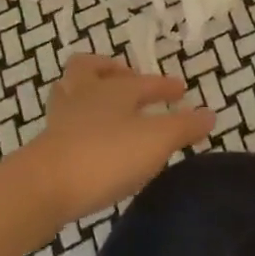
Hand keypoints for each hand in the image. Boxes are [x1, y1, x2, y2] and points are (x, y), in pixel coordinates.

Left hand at [10, 54, 214, 229]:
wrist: (44, 186)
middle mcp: (85, 95)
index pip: (144, 82)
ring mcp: (61, 118)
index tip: (180, 90)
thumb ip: (183, 127)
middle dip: (110, 70)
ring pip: (71, 91)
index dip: (164, 85)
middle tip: (128, 80)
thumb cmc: (105, 155)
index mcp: (113, 89)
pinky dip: (78, 122)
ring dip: (89, 93)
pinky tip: (89, 140)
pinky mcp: (47, 144)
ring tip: (105, 107)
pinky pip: (63, 121)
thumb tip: (209, 113)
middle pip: (89, 68)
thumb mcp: (155, 141)